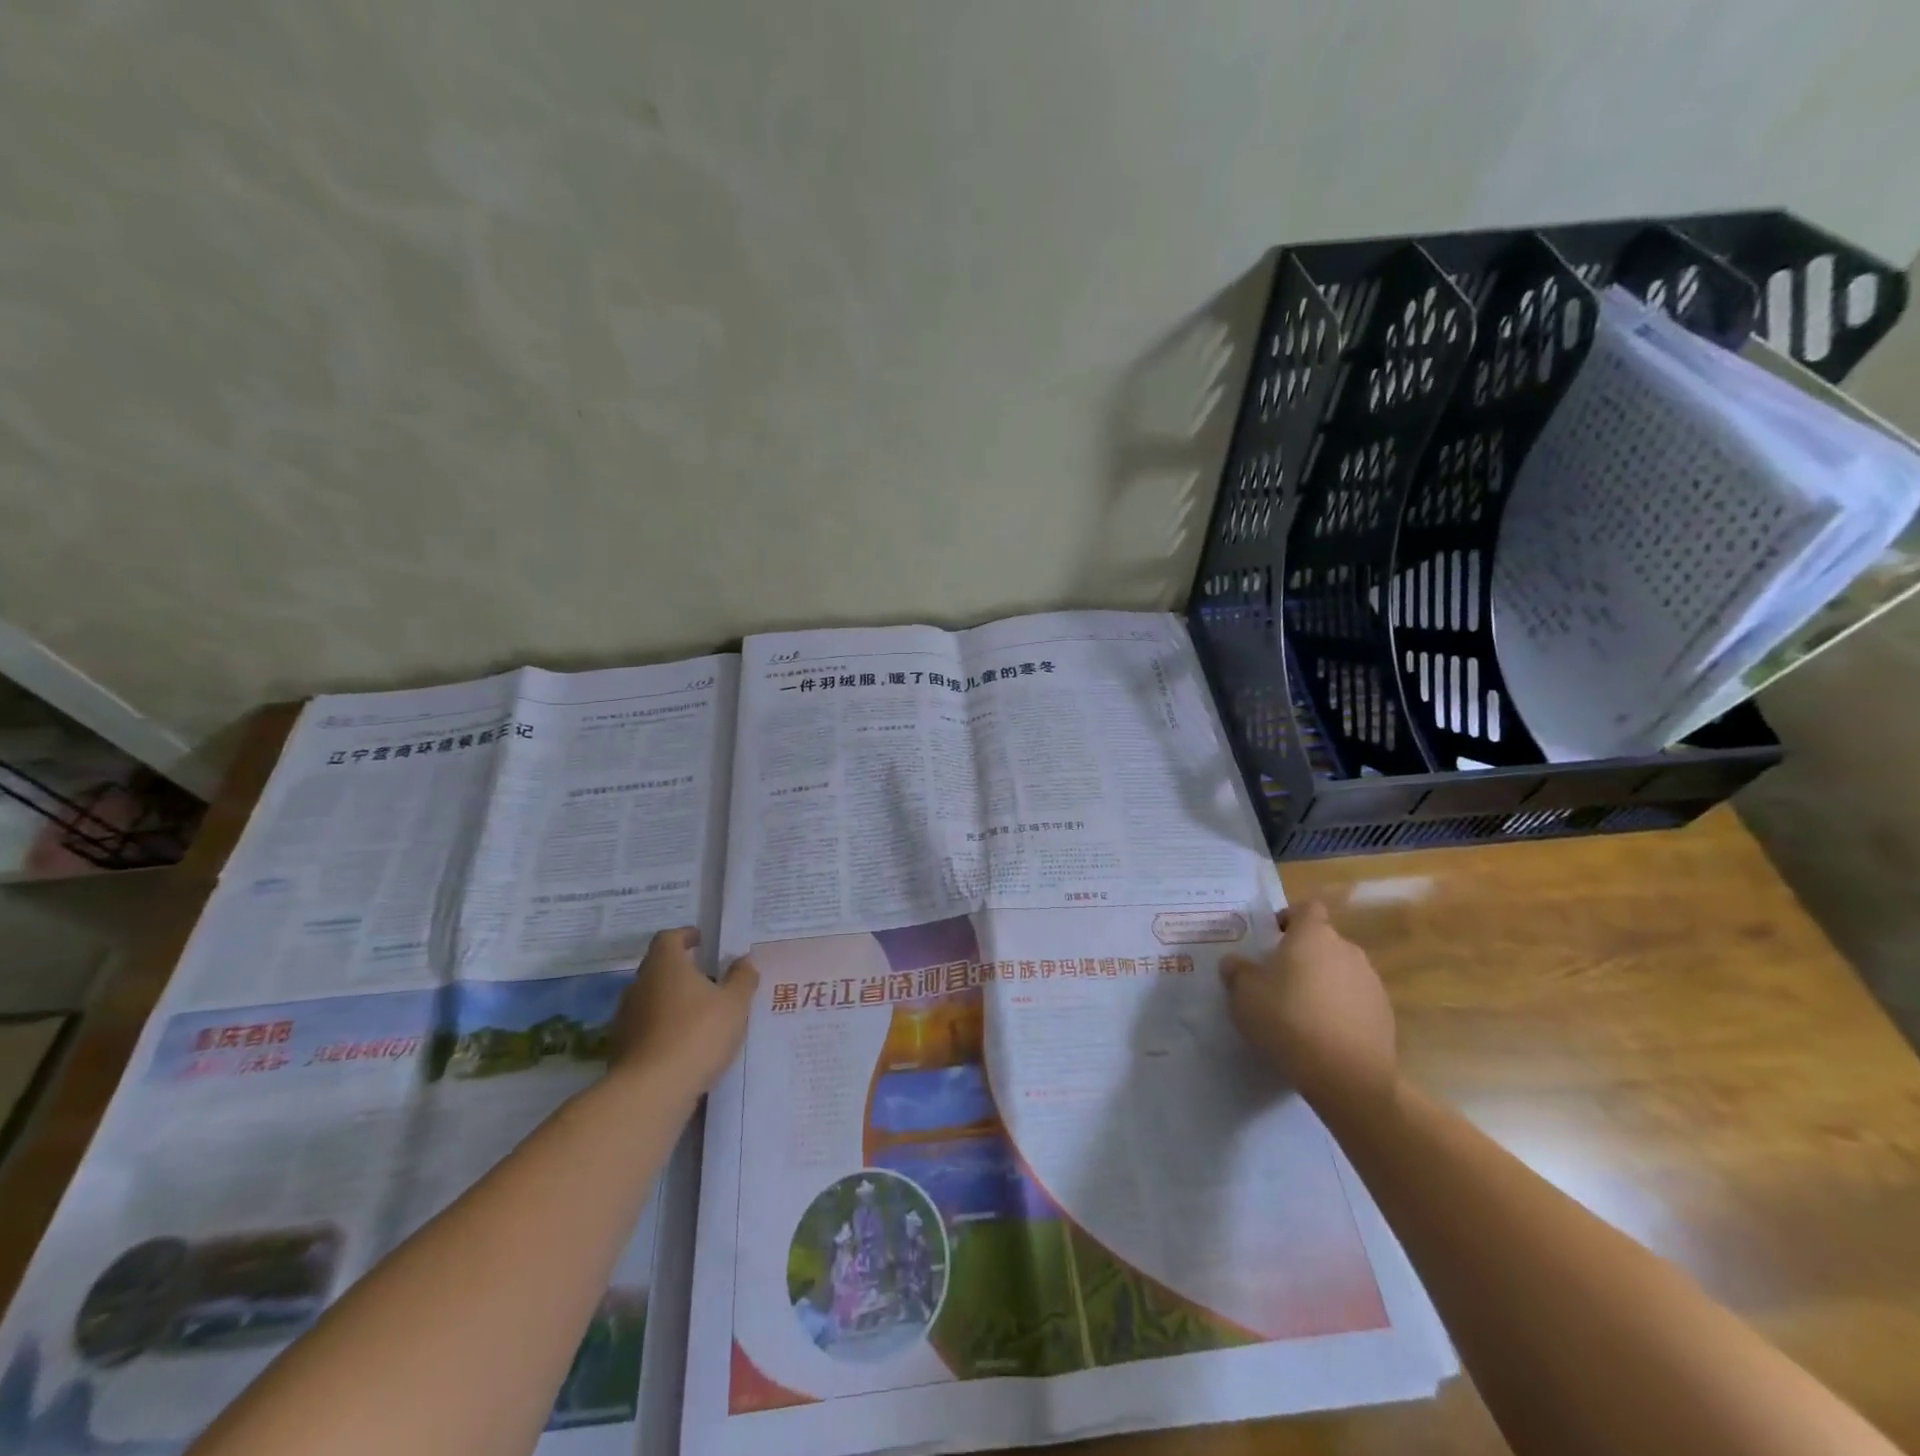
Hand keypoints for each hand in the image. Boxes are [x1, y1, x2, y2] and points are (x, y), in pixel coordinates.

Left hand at [611, 928, 758, 1092]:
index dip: (686, 936)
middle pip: (659, 967)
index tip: (703, 942)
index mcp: (665, 965)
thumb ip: (742, 978)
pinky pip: (646, 1026)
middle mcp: (639, 984)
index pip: (669, 938)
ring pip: (651, 997)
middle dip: (682, 970)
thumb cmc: (697, 1034)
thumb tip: (744, 960)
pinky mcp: (621, 1047)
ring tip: (699, 1013)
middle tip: (708, 979)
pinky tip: (684, 1043)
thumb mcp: (734, 1004)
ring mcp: (626, 1016)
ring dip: (672, 1000)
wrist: (651, 1091)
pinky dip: (663, 1026)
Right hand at [1220, 901, 1397, 1113]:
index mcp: (1313, 935)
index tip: (1272, 939)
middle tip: (1278, 980)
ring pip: (1340, 972)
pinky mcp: (1385, 1014)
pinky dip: (1340, 1010)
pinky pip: (1355, 1001)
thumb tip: (1234, 962)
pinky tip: (1323, 1035)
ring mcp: (1371, 982)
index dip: (1289, 918)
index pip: (1307, 908)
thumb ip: (1237, 971)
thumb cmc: (1287, 1019)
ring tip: (1301, 1012)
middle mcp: (1347, 950)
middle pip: (1323, 942)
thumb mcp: (1244, 994)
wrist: (1346, 1076)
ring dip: (1323, 983)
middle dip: (1303, 956)